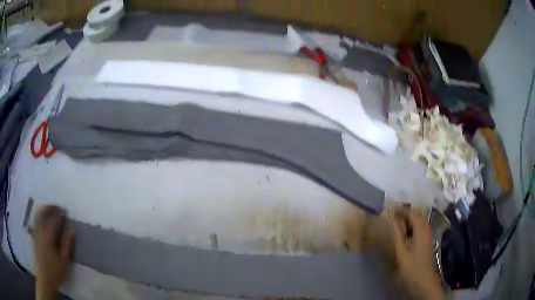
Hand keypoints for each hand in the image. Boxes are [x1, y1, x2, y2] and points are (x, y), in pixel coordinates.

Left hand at [33, 205, 74, 299]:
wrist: (44, 277)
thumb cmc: (56, 270)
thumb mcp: (64, 260)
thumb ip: (67, 244)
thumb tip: (72, 229)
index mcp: (49, 236)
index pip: (54, 220)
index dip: (60, 214)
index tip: (66, 212)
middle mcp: (41, 230)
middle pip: (44, 212)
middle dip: (51, 207)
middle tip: (58, 208)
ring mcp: (36, 231)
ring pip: (38, 214)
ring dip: (45, 209)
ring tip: (52, 210)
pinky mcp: (34, 234)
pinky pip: (36, 219)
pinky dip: (41, 215)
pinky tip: (45, 219)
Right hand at [392, 208, 442, 299]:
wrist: (423, 280)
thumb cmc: (411, 267)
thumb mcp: (402, 251)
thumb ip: (398, 235)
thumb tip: (394, 220)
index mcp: (421, 230)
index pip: (413, 213)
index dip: (403, 209)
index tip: (392, 208)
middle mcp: (426, 229)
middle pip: (417, 215)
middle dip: (406, 213)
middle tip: (394, 214)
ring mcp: (428, 235)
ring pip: (419, 222)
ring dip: (409, 220)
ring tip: (397, 222)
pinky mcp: (427, 241)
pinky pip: (419, 228)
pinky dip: (411, 226)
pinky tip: (405, 233)